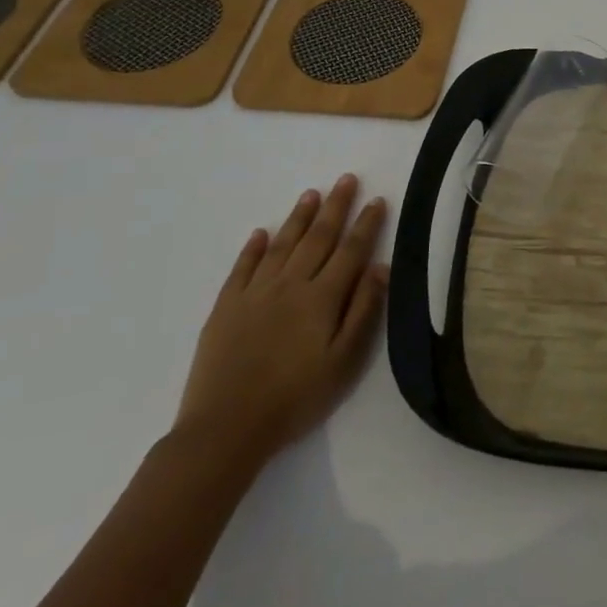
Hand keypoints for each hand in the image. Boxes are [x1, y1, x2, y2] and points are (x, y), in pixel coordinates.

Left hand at [174, 175, 389, 465]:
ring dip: (298, 217)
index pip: (351, 250)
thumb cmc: (296, 398)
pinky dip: (253, 248)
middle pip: (318, 237)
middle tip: (346, 179)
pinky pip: (242, 268)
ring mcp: (255, 293)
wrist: (226, 428)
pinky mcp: (225, 308)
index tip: (378, 200)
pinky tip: (261, 233)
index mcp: (322, 298)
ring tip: (311, 194)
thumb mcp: (344, 361)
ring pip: (282, 245)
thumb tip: (380, 267)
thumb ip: (363, 311)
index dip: (366, 224)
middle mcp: (290, 285)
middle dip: (335, 206)